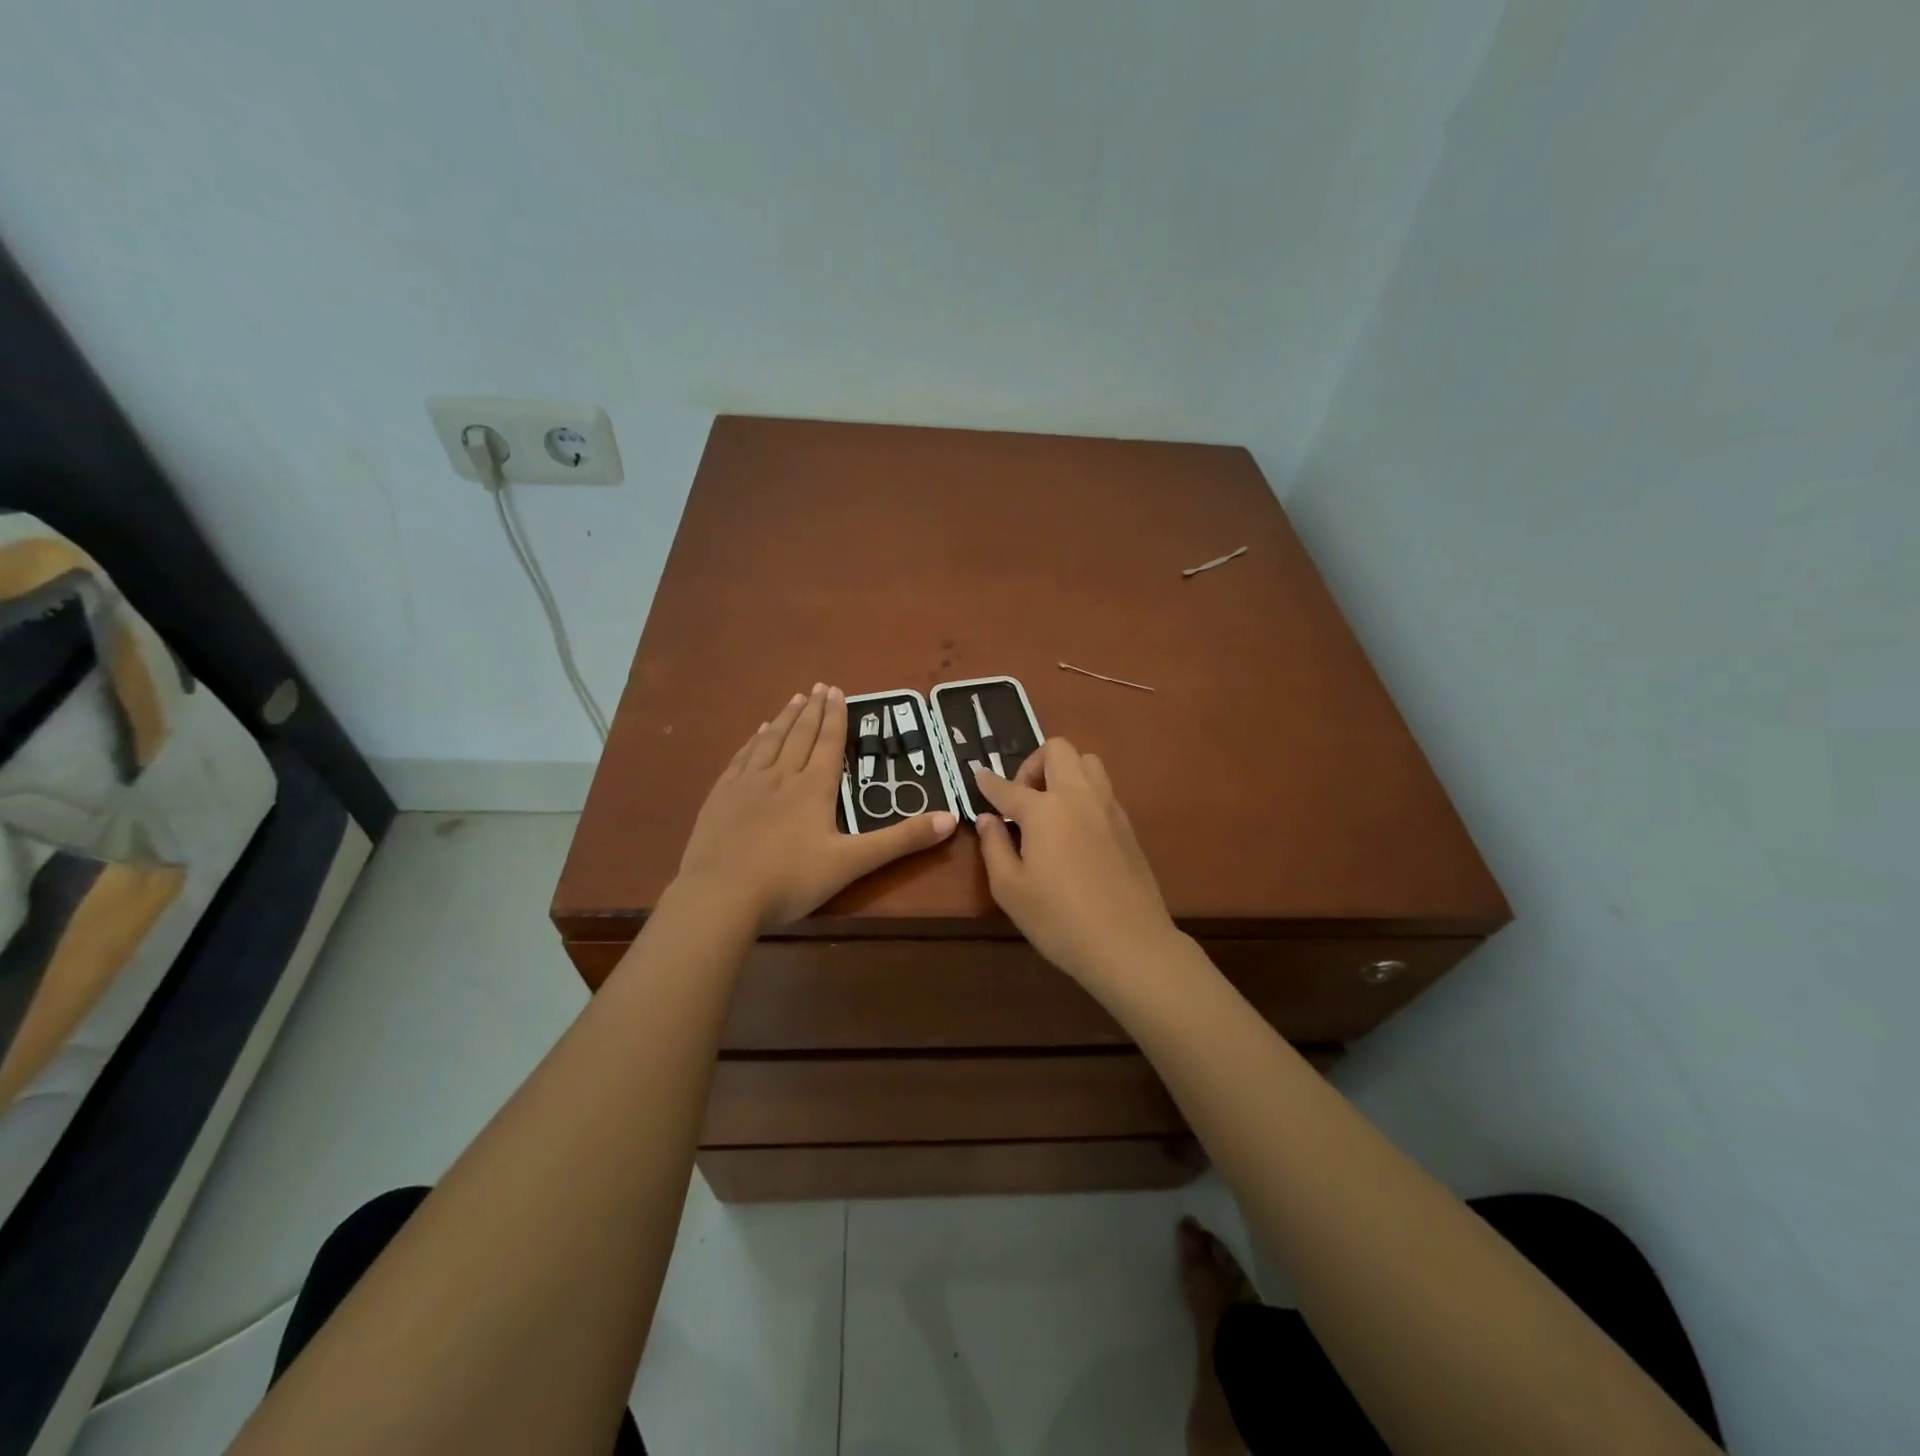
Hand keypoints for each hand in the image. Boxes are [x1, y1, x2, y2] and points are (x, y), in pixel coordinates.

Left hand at [675, 684, 956, 928]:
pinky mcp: (721, 797)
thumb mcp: (853, 862)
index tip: (837, 691)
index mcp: (814, 788)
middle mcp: (781, 776)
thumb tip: (952, 818)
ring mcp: (747, 784)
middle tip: (819, 686)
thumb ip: (901, 840)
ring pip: (770, 741)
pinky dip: (752, 741)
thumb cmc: (791, 880)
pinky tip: (756, 734)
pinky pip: (741, 758)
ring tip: (794, 699)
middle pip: (800, 735)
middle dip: (812, 710)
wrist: (721, 895)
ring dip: (785, 718)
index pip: (828, 743)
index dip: (835, 716)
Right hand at [970, 739, 1181, 989]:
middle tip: (1022, 799)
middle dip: (1033, 764)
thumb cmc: (1059, 920)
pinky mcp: (1127, 825)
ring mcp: (1108, 807)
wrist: (1129, 944)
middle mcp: (1078, 796)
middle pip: (1057, 750)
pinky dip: (1083, 794)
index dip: (988, 782)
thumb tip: (988, 819)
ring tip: (1050, 809)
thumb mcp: (1010, 889)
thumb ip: (994, 847)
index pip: (1008, 787)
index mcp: (1044, 810)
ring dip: (1064, 772)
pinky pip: (1103, 789)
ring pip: (1087, 762)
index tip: (978, 777)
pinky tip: (1074, 830)